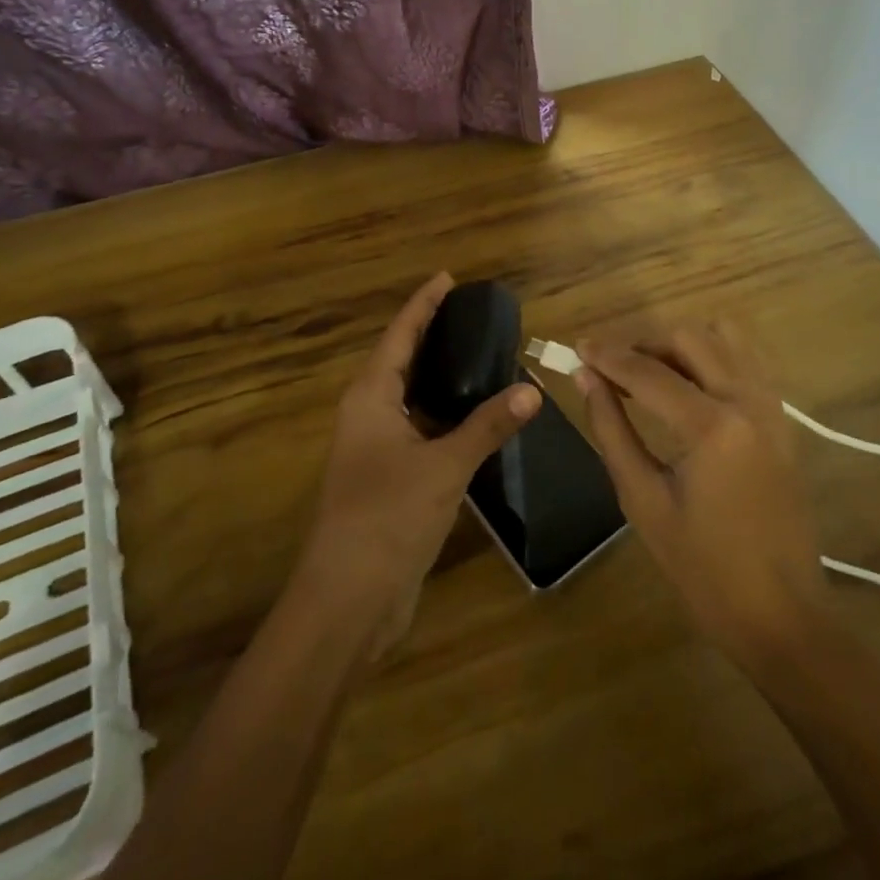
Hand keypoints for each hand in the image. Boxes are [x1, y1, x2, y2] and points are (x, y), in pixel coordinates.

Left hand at [298, 273, 539, 663]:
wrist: (347, 601)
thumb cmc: (387, 518)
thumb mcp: (444, 467)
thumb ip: (487, 426)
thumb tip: (531, 390)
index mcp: (370, 397)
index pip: (399, 334)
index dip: (423, 304)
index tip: (447, 278)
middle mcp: (368, 413)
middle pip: (401, 359)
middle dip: (431, 333)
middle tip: (471, 313)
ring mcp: (375, 447)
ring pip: (410, 396)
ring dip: (439, 375)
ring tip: (479, 353)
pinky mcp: (387, 477)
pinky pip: (418, 428)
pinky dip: (443, 413)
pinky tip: (473, 415)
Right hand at [576, 320, 839, 670]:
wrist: (781, 614)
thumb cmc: (703, 569)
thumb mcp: (643, 500)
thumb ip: (612, 430)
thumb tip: (585, 379)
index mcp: (713, 427)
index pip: (648, 372)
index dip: (607, 356)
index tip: (576, 347)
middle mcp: (747, 401)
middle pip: (688, 338)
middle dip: (642, 343)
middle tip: (608, 366)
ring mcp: (772, 406)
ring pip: (723, 337)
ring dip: (680, 343)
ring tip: (647, 370)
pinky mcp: (782, 418)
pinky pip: (746, 360)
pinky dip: (712, 354)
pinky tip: (687, 382)